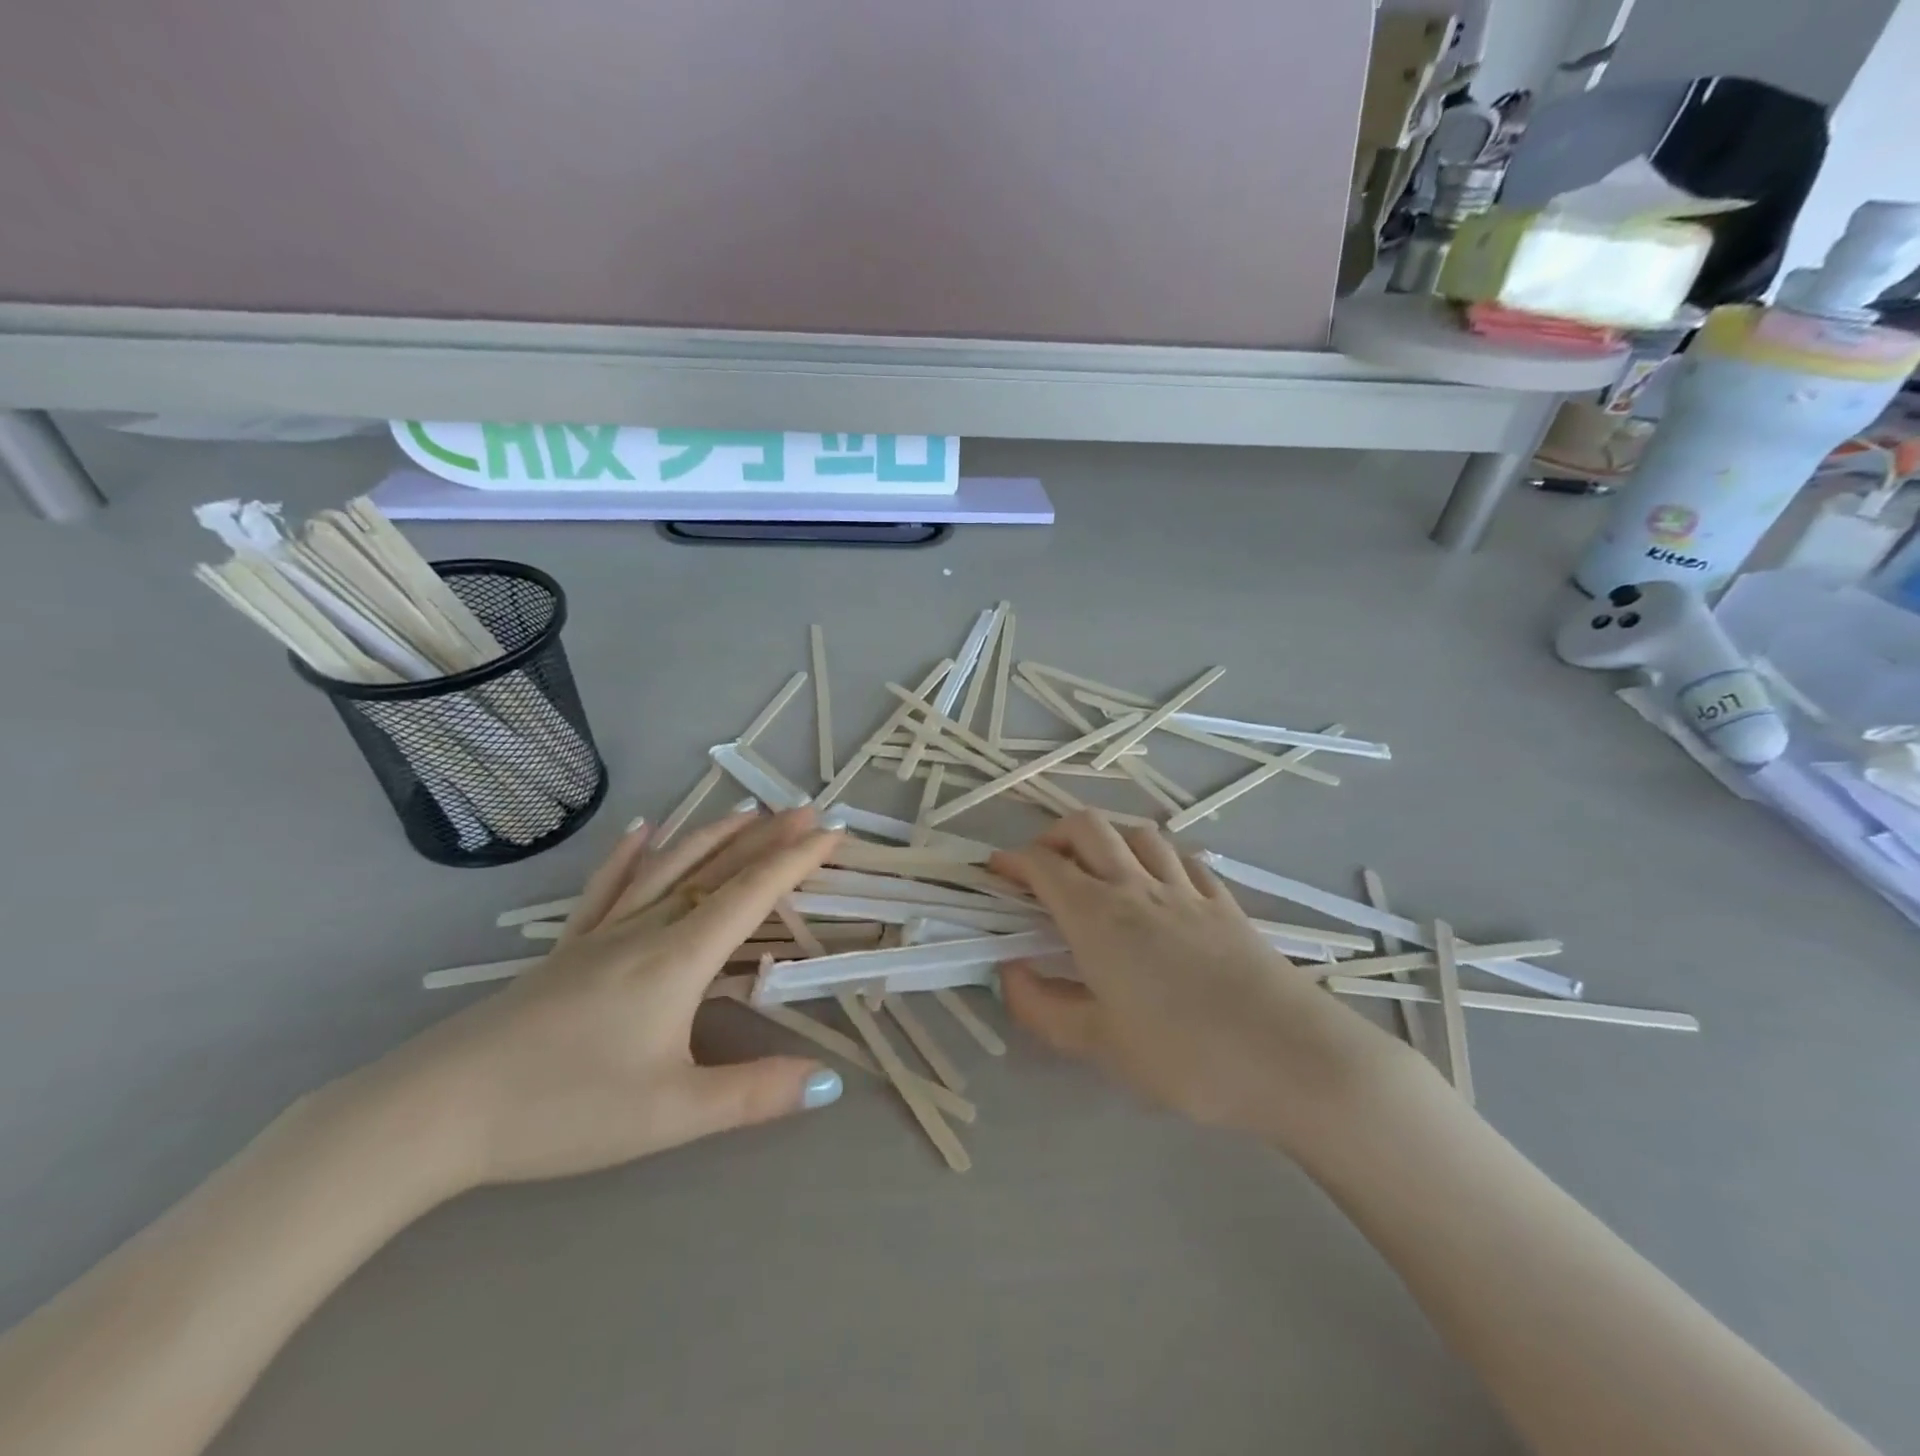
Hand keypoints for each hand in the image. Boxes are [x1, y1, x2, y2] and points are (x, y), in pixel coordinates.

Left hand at [361, 808, 844, 1191]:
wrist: (437, 1112)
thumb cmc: (564, 1108)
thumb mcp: (671, 1113)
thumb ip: (754, 1095)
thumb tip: (831, 1084)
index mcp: (679, 958)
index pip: (752, 894)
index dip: (797, 860)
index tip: (834, 833)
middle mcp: (646, 930)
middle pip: (718, 869)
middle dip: (768, 838)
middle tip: (807, 810)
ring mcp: (602, 934)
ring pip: (669, 868)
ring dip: (713, 836)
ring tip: (747, 811)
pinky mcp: (566, 948)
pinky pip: (607, 887)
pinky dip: (630, 854)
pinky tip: (642, 830)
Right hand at [993, 813, 1411, 1148]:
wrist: (1291, 1058)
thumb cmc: (1185, 1056)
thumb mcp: (1098, 1045)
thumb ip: (1042, 1006)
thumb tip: (1007, 971)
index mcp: (1098, 917)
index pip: (1043, 866)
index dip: (1011, 861)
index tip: (993, 873)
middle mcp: (1137, 888)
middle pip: (1088, 828)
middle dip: (1053, 834)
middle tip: (1041, 867)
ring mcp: (1186, 890)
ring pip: (1137, 832)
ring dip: (1107, 836)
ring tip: (1096, 867)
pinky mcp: (1224, 903)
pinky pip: (1182, 857)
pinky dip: (1156, 855)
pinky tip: (1157, 879)